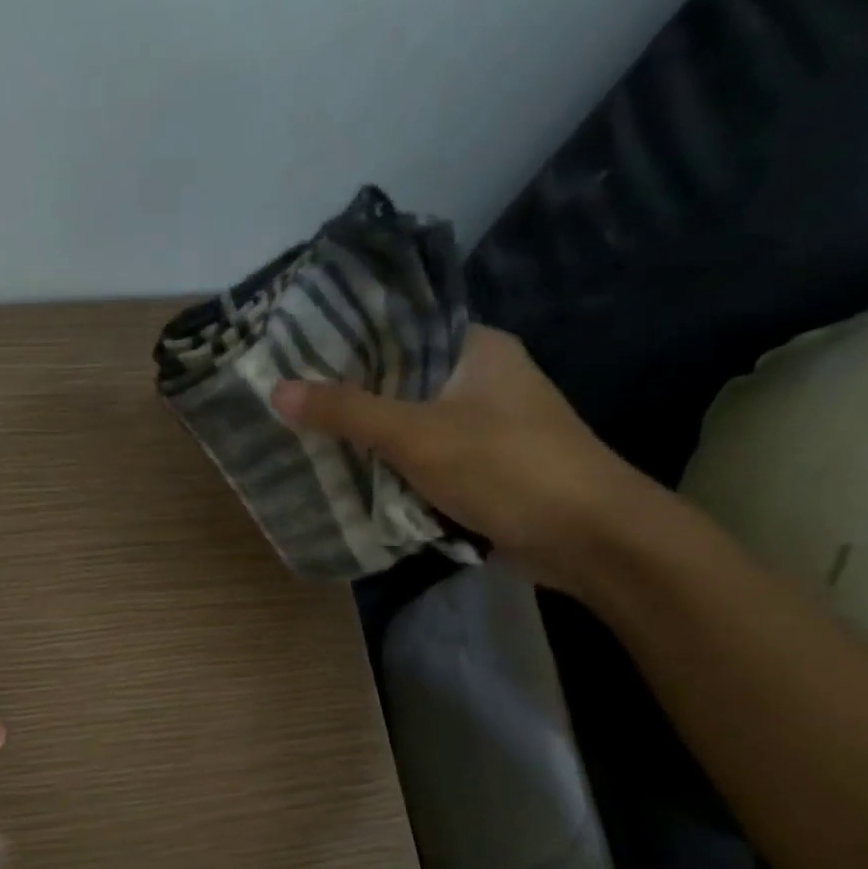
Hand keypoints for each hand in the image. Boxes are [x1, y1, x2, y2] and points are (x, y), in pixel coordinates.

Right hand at [270, 325, 653, 592]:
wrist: (590, 538)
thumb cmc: (506, 468)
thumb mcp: (417, 435)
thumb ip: (347, 412)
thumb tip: (277, 390)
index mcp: (474, 349)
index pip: (397, 329)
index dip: (343, 342)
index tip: (291, 355)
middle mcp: (478, 378)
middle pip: (397, 380)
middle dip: (346, 397)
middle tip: (285, 402)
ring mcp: (482, 425)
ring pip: (406, 423)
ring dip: (365, 437)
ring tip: (301, 437)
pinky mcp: (480, 467)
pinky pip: (420, 458)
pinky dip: (389, 467)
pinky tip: (345, 475)